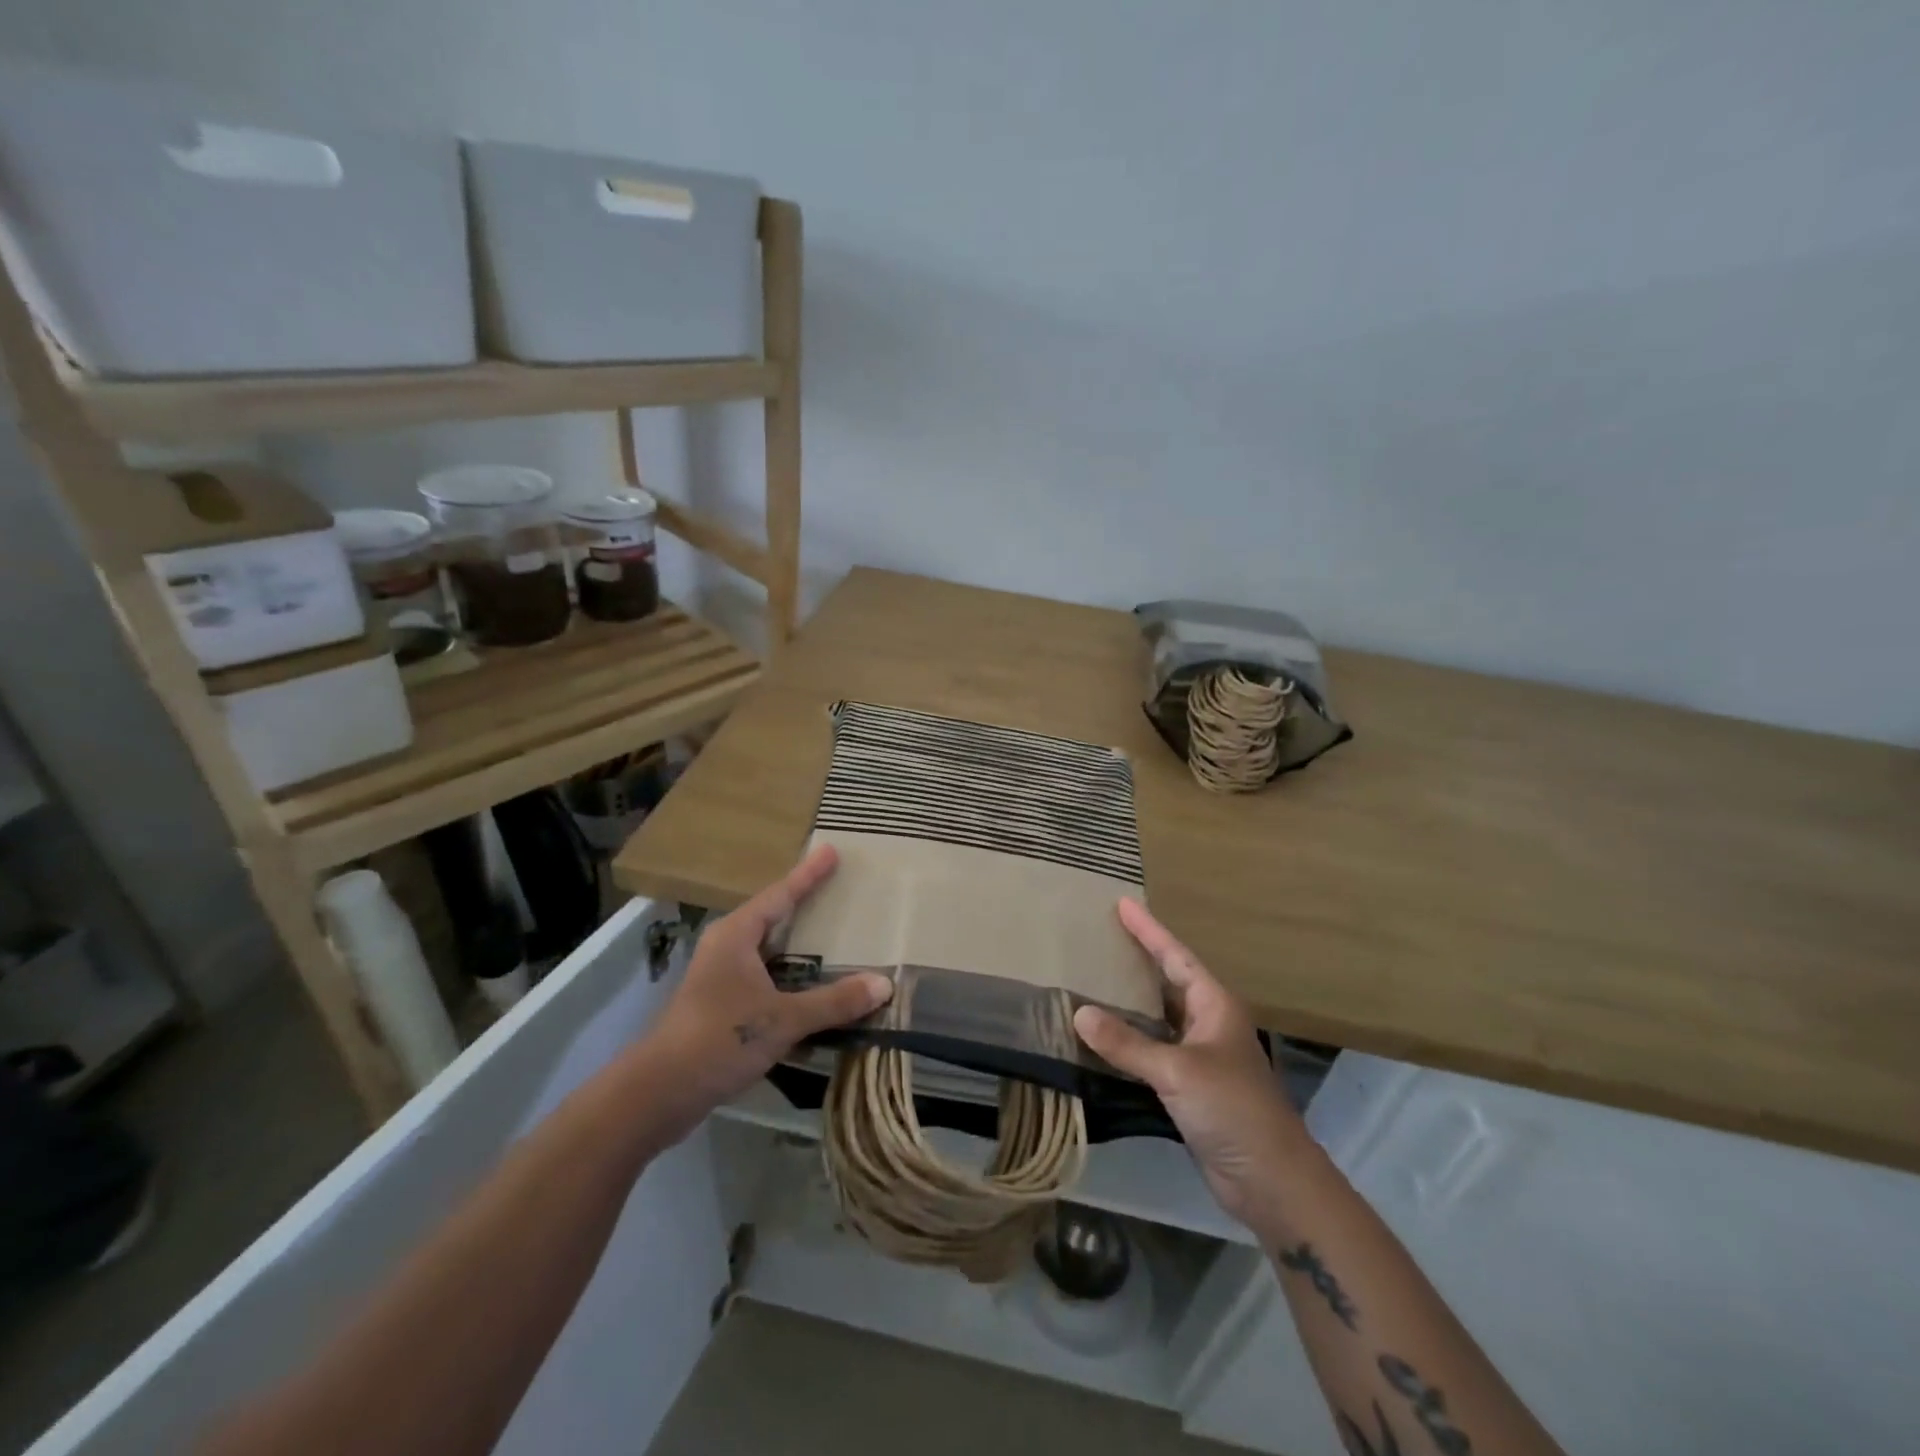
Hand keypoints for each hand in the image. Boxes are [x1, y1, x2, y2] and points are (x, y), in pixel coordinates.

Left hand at [639, 845, 890, 1140]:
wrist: (659, 1092)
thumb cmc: (719, 1039)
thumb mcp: (782, 1020)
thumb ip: (833, 1002)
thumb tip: (884, 985)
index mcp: (737, 935)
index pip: (781, 895)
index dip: (808, 874)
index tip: (831, 850)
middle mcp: (727, 946)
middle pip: (772, 915)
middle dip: (804, 902)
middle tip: (837, 888)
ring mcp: (720, 975)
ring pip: (767, 948)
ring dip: (797, 943)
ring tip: (832, 934)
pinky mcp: (720, 1003)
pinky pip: (764, 974)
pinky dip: (790, 973)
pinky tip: (811, 985)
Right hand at [1074, 900, 1311, 1230]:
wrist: (1271, 1181)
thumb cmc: (1233, 1109)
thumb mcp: (1178, 1070)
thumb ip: (1128, 1044)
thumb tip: (1079, 1013)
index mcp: (1214, 1005)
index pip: (1176, 956)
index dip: (1149, 930)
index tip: (1122, 903)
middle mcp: (1207, 1023)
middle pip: (1167, 981)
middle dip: (1137, 959)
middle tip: (1100, 936)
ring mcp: (1198, 1056)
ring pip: (1157, 1018)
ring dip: (1128, 1002)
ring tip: (1091, 978)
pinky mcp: (1188, 1087)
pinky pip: (1151, 1051)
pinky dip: (1127, 1041)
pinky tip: (1100, 1036)